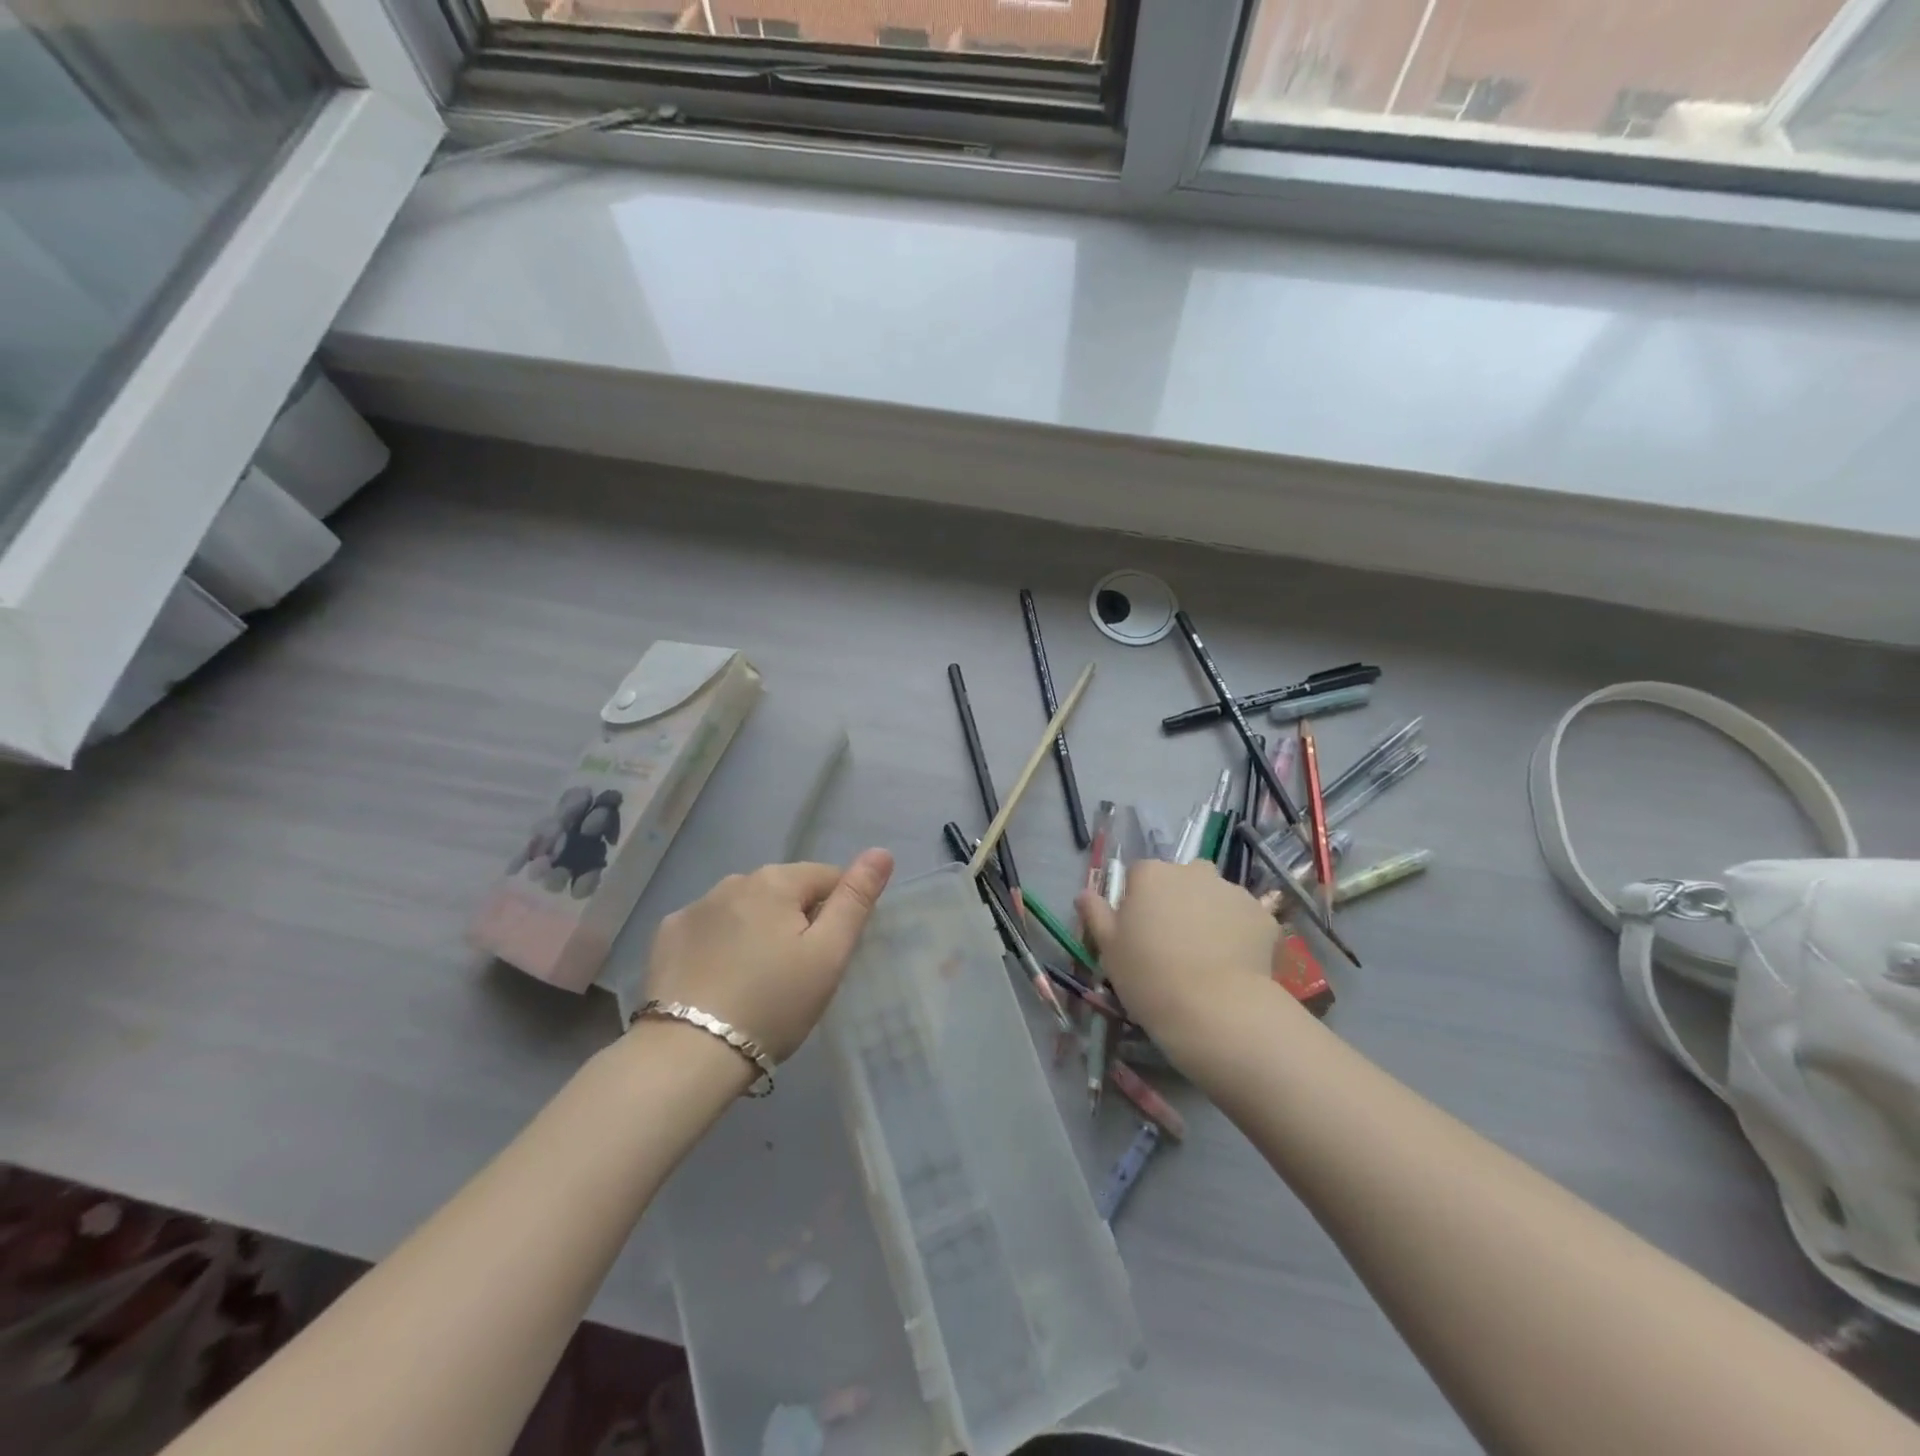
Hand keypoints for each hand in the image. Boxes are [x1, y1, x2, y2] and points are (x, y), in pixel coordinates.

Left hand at [644, 850, 894, 1062]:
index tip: (829, 954)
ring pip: (745, 908)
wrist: (689, 1054)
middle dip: (796, 920)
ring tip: (758, 979)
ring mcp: (694, 907)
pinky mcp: (667, 935)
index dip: (837, 911)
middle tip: (797, 973)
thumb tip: (881, 852)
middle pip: (783, 891)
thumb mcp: (828, 955)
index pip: (826, 877)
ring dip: (758, 929)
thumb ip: (855, 900)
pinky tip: (720, 978)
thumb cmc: (773, 1004)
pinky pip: (710, 928)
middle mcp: (733, 881)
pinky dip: (721, 943)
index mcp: (776, 881)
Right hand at [1077, 859, 1279, 1061]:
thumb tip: (1084, 894)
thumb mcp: (1109, 949)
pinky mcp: (1263, 916)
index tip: (1139, 933)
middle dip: (1178, 902)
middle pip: (1181, 880)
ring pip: (1215, 897)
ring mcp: (1231, 890)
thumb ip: (1096, 914)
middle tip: (1174, 943)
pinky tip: (1233, 965)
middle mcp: (1192, 871)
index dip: (1138, 902)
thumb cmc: (1149, 976)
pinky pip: (1244, 919)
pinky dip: (1239, 934)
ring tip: (1207, 957)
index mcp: (1151, 874)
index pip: (1139, 875)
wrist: (1215, 1009)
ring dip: (1210, 915)